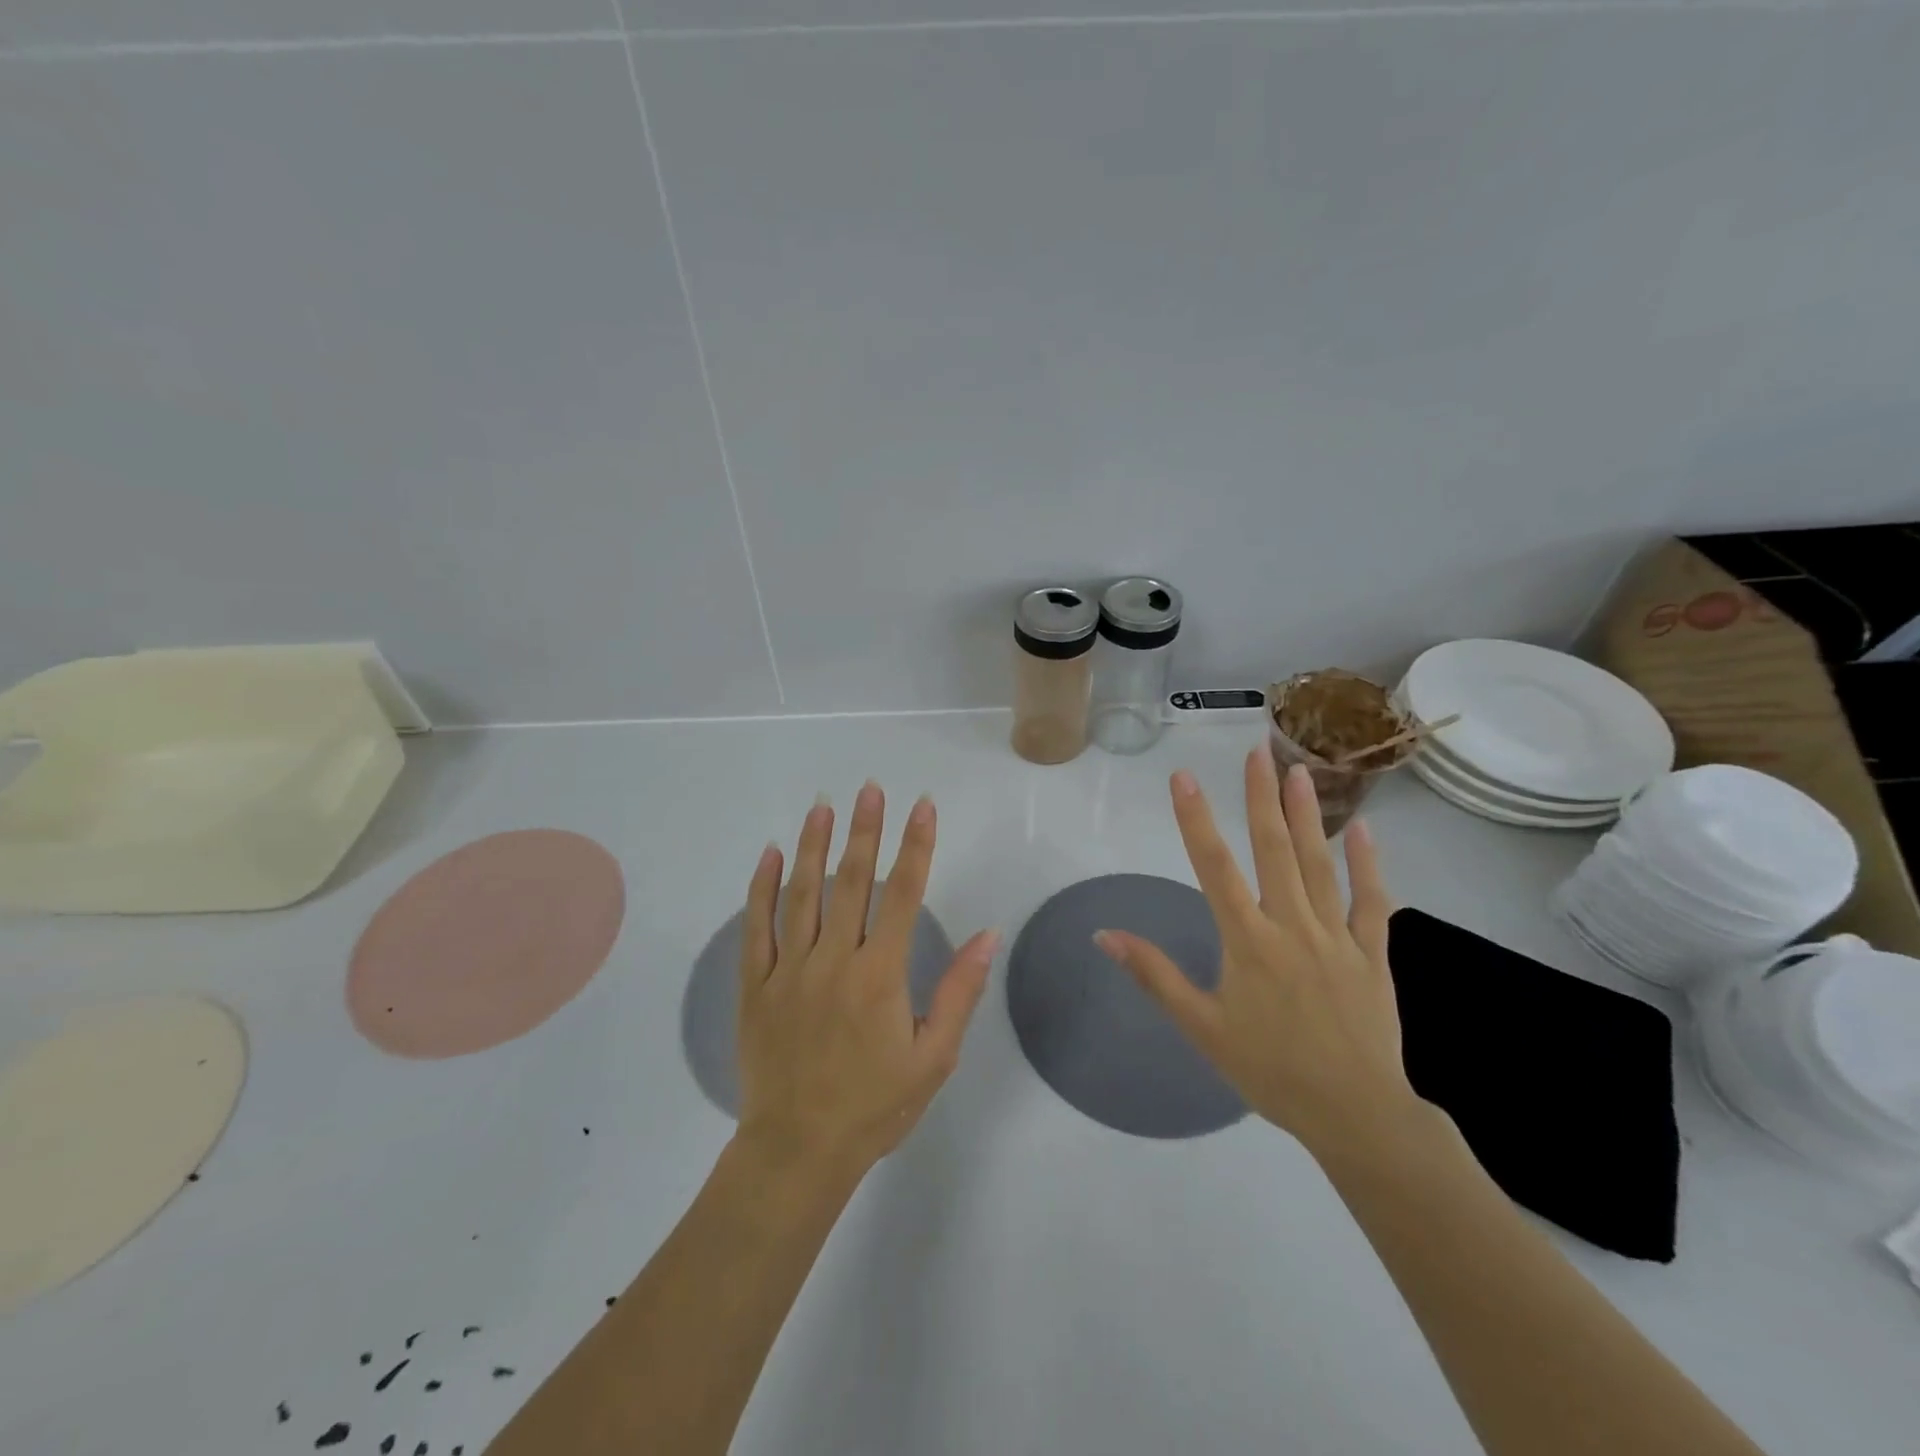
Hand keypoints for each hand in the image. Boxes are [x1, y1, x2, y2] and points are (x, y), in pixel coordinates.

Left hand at [736, 782, 999, 1179]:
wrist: (798, 1151)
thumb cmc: (874, 1106)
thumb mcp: (933, 1058)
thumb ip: (959, 992)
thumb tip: (989, 935)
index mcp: (879, 975)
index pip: (903, 895)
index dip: (916, 846)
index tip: (922, 807)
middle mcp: (833, 960)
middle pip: (851, 882)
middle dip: (865, 831)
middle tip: (871, 788)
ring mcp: (788, 970)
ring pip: (802, 894)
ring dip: (814, 845)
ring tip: (824, 805)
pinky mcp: (754, 986)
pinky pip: (755, 928)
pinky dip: (761, 888)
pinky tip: (769, 855)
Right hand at [1096, 749, 1422, 1161]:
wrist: (1355, 1114)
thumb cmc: (1270, 1070)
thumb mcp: (1201, 1027)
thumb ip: (1154, 976)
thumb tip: (1105, 935)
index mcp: (1247, 941)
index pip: (1214, 867)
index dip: (1195, 819)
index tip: (1183, 777)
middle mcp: (1291, 926)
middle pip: (1273, 851)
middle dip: (1260, 798)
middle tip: (1257, 751)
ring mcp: (1337, 936)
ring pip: (1320, 865)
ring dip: (1308, 816)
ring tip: (1300, 771)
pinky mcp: (1373, 954)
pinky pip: (1372, 902)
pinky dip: (1368, 866)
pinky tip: (1364, 832)